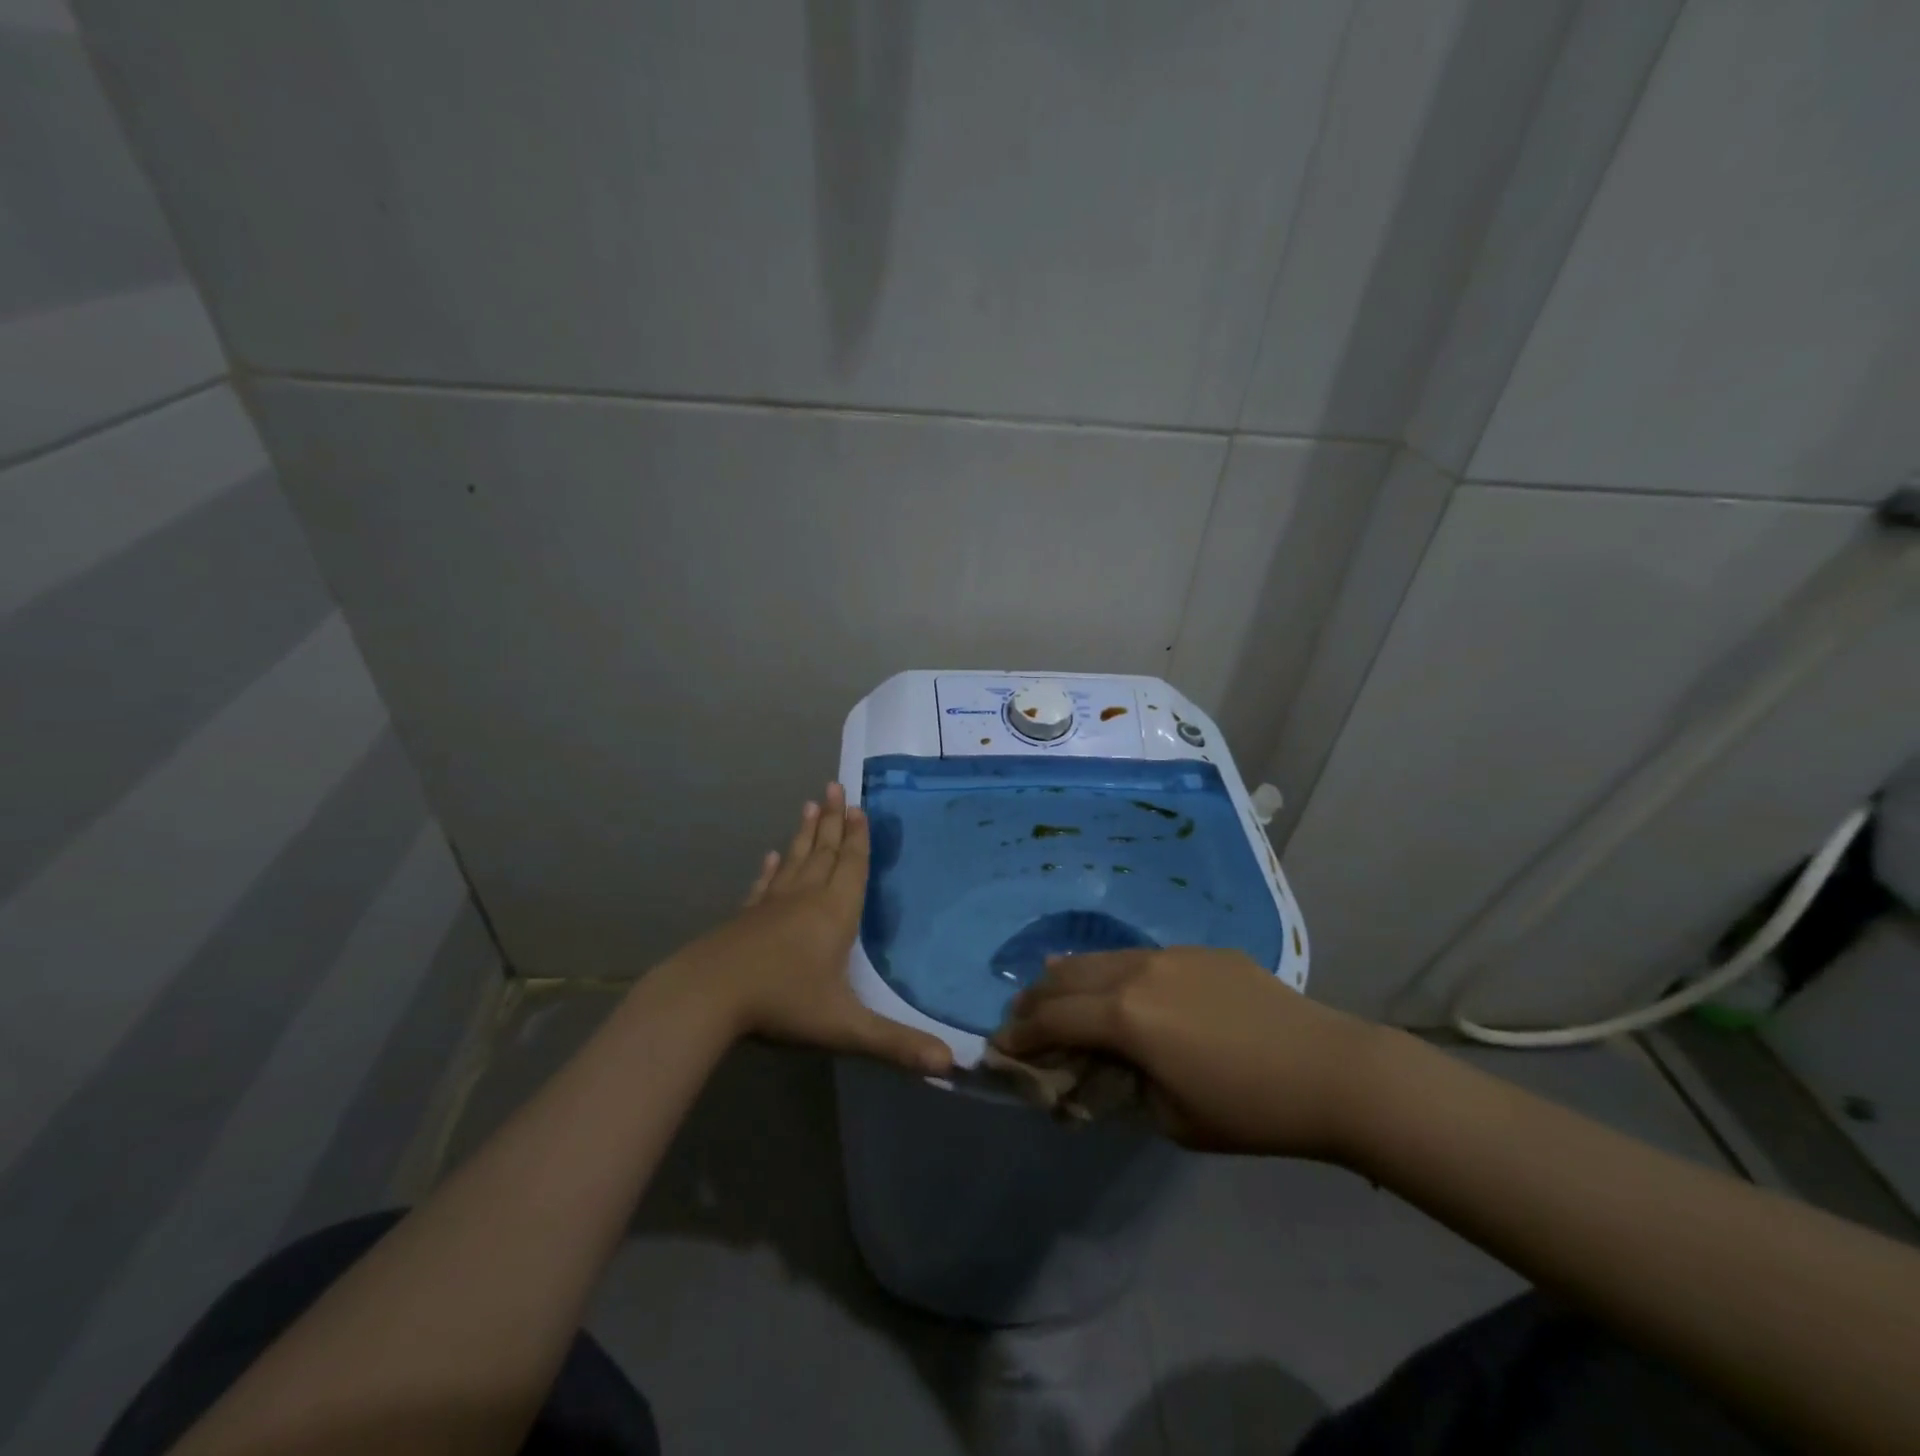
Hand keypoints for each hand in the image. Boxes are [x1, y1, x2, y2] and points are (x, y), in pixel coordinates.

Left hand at [663, 783, 952, 1075]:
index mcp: (834, 913)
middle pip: (824, 852)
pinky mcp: (745, 918)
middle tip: (834, 787)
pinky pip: (764, 885)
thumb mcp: (845, 1027)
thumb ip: (896, 1043)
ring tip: (810, 805)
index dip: (858, 838)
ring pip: (795, 860)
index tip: (858, 806)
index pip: (852, 866)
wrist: (707, 997)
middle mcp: (805, 898)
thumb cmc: (783, 1003)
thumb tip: (951, 1063)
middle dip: (833, 821)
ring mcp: (771, 905)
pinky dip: (771, 869)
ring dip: (806, 834)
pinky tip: (770, 856)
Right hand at [993, 947, 1387, 1158]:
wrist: (1329, 1070)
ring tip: (1053, 989)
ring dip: (1071, 977)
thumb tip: (1094, 1072)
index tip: (1000, 1046)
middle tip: (1020, 1016)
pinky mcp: (1200, 951)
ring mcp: (1170, 954)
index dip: (1021, 1033)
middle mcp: (1137, 972)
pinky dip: (1114, 971)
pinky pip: (1141, 957)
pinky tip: (1120, 984)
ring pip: (1102, 958)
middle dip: (1036, 998)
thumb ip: (1120, 1089)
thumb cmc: (1247, 1108)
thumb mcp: (1170, 1119)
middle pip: (1067, 976)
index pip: (1053, 1018)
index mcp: (1126, 1015)